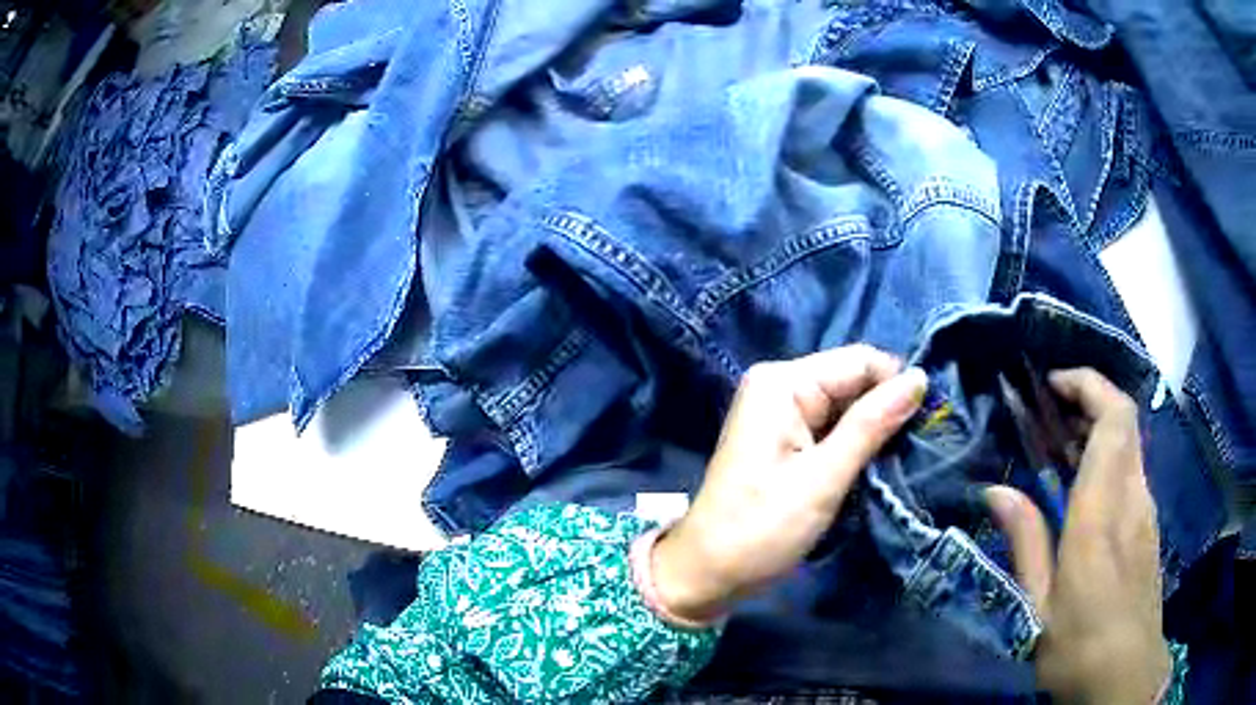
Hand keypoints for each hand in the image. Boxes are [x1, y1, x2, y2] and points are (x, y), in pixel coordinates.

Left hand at [651, 345, 927, 621]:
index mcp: (783, 383)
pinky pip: (831, 427)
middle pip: (854, 381)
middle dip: (885, 412)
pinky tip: (868, 469)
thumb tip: (920, 377)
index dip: (896, 387)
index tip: (923, 428)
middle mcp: (779, 385)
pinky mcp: (784, 439)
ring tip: (891, 466)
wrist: (708, 573)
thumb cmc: (761, 529)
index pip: (861, 360)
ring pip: (847, 406)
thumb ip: (872, 424)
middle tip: (909, 455)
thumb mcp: (824, 479)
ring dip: (872, 432)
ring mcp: (779, 412)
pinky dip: (853, 445)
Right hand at [986, 368, 1170, 703]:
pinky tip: (1085, 493)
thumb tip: (995, 491)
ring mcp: (1146, 511)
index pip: (1114, 417)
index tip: (1052, 385)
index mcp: (1103, 511)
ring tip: (1061, 450)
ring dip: (1098, 431)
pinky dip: (1109, 460)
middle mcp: (1133, 497)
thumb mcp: (1037, 605)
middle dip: (1089, 400)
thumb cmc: (1078, 645)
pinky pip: (1132, 473)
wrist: (1125, 676)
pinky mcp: (1150, 528)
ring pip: (1130, 445)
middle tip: (1049, 414)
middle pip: (1125, 421)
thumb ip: (1025, 542)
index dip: (1088, 385)